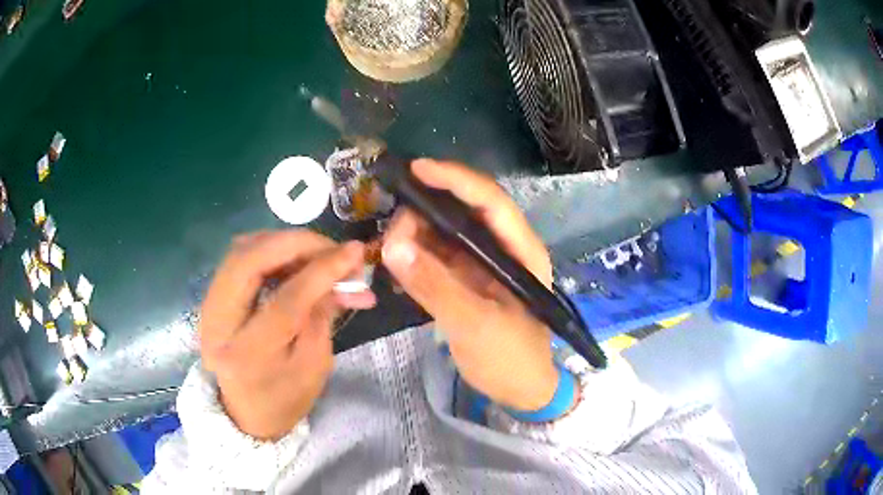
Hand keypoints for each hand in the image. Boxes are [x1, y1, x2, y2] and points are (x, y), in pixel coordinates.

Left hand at [199, 231, 373, 439]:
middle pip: (249, 261)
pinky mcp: (212, 295)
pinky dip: (269, 249)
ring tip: (316, 253)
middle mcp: (217, 324)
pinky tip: (292, 258)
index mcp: (248, 356)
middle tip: (331, 246)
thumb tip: (342, 269)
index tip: (354, 251)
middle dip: (295, 244)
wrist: (247, 411)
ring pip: (241, 251)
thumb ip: (323, 315)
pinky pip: (239, 256)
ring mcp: (208, 306)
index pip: (285, 301)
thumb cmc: (286, 397)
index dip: (321, 272)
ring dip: (282, 243)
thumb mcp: (314, 365)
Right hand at [382, 159, 558, 411]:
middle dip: (426, 211)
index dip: (456, 179)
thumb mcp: (474, 325)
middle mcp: (505, 249)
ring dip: (417, 233)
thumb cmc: (509, 359)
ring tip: (389, 248)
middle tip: (392, 230)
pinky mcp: (467, 279)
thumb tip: (392, 246)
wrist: (518, 390)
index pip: (490, 201)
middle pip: (464, 211)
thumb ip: (434, 285)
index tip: (416, 169)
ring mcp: (484, 264)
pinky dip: (416, 255)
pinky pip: (439, 256)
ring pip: (447, 232)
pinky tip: (397, 263)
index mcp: (522, 252)